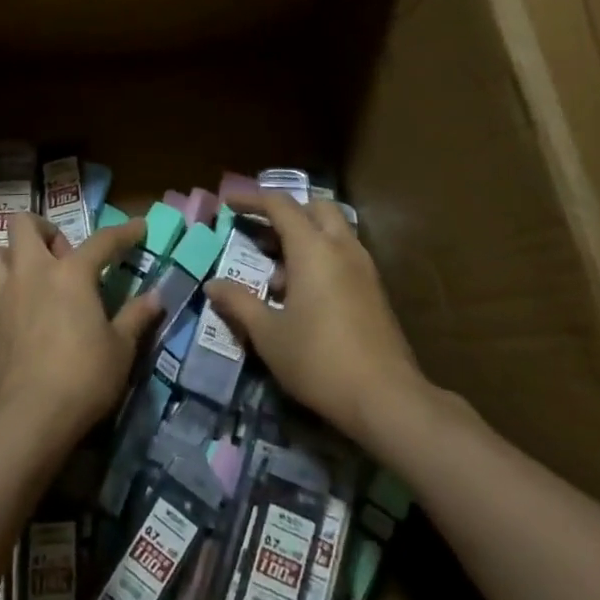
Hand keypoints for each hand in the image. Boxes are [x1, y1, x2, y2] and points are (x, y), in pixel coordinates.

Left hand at [0, 213, 161, 444]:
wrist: (29, 418)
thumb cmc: (83, 378)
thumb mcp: (121, 349)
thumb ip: (135, 317)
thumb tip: (156, 296)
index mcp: (70, 273)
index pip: (102, 241)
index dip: (124, 232)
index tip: (138, 226)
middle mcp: (30, 272)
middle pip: (22, 224)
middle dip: (40, 230)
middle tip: (58, 255)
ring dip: (6, 256)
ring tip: (23, 276)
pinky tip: (9, 316)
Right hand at [205, 190, 431, 448]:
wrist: (387, 400)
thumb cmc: (319, 360)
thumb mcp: (268, 334)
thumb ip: (239, 303)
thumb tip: (213, 285)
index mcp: (313, 248)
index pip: (280, 205)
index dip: (252, 199)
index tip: (228, 202)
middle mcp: (341, 248)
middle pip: (315, 207)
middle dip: (286, 212)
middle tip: (260, 231)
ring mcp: (363, 269)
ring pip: (332, 231)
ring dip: (304, 237)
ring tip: (276, 272)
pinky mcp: (374, 291)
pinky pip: (343, 255)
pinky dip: (320, 258)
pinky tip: (302, 295)